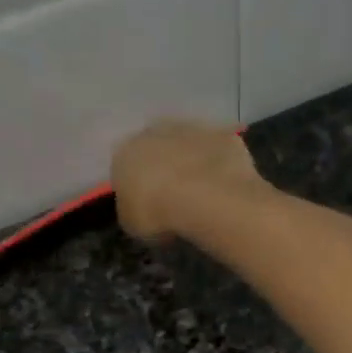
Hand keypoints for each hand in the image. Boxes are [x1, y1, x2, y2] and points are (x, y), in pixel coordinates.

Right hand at [111, 119, 263, 242]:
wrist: (203, 197)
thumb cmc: (157, 213)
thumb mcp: (133, 224)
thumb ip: (132, 210)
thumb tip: (139, 208)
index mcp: (125, 153)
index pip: (125, 168)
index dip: (138, 187)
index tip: (148, 205)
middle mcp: (154, 132)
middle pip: (157, 148)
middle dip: (164, 168)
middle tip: (176, 196)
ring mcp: (191, 128)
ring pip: (189, 144)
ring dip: (193, 162)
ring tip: (203, 193)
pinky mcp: (223, 135)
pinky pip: (219, 150)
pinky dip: (222, 164)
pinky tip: (226, 186)